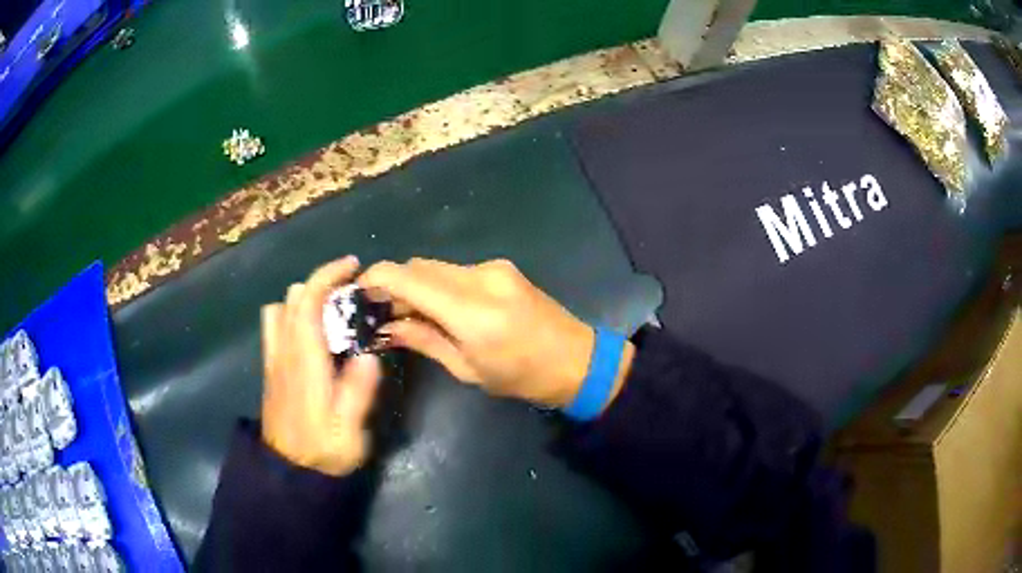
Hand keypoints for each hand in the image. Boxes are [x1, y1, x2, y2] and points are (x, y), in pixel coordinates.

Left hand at [261, 256, 381, 476]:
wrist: (289, 473)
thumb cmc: (322, 451)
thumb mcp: (349, 430)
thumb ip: (358, 390)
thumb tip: (369, 354)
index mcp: (304, 360)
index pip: (307, 300)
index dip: (328, 275)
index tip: (353, 266)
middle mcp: (284, 352)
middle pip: (292, 298)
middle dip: (321, 285)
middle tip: (351, 297)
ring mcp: (274, 360)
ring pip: (279, 310)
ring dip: (304, 301)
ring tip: (331, 315)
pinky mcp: (271, 370)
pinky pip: (276, 328)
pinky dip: (294, 317)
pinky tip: (314, 339)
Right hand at [359, 258, 632, 408]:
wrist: (577, 360)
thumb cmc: (521, 377)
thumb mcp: (466, 368)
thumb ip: (422, 340)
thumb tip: (385, 327)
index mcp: (471, 310)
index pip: (407, 277)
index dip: (376, 279)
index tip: (359, 294)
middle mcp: (480, 278)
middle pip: (419, 267)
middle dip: (395, 285)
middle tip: (383, 313)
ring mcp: (494, 268)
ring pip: (437, 267)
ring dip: (417, 285)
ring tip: (410, 314)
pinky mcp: (502, 268)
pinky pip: (457, 271)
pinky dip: (439, 284)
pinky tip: (441, 308)